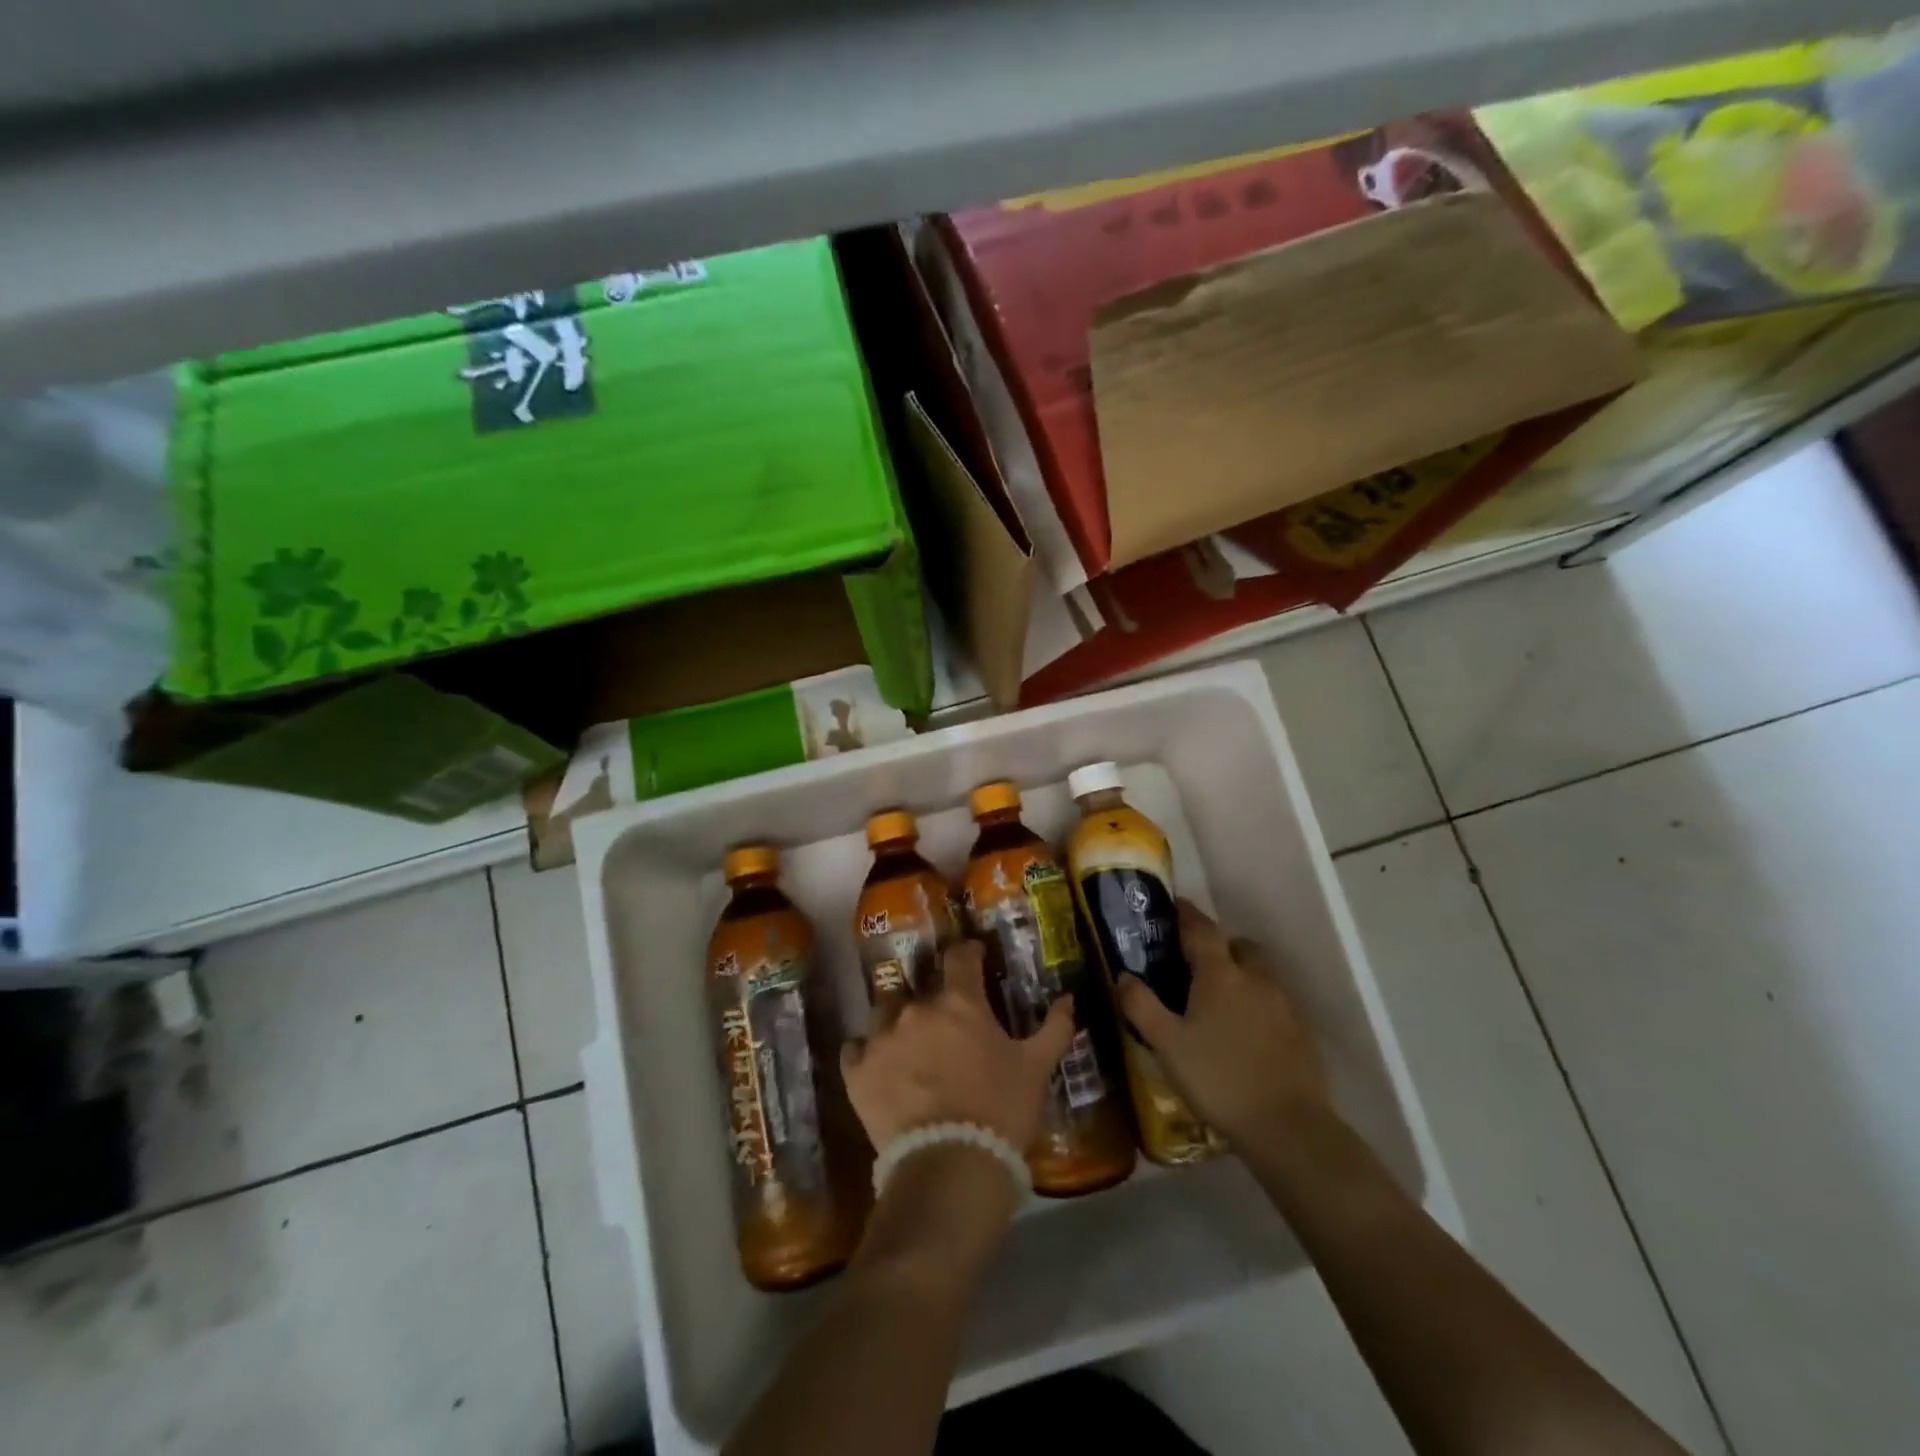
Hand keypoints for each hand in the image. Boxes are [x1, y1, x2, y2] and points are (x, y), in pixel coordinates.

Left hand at [841, 940, 1077, 1153]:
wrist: (949, 1167)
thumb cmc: (1000, 1111)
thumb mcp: (1036, 1069)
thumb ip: (1054, 1028)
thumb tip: (1068, 998)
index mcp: (959, 1002)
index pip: (960, 956)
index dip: (968, 953)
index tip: (974, 957)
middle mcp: (915, 1009)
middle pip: (920, 987)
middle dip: (933, 998)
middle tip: (945, 1021)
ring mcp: (880, 1039)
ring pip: (885, 1013)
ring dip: (897, 1021)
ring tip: (909, 1044)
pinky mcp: (857, 1072)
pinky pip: (855, 1049)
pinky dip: (866, 1053)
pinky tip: (877, 1066)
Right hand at [1114, 899, 1328, 1146]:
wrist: (1288, 1127)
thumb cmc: (1218, 1079)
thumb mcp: (1166, 1045)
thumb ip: (1141, 1006)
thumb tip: (1123, 975)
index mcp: (1220, 974)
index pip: (1202, 929)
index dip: (1187, 914)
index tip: (1175, 904)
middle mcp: (1255, 978)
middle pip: (1237, 946)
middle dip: (1218, 945)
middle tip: (1195, 961)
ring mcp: (1283, 1003)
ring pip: (1259, 972)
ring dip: (1240, 972)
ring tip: (1220, 996)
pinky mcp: (1301, 1030)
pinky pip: (1274, 1000)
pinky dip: (1258, 1001)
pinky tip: (1246, 1028)